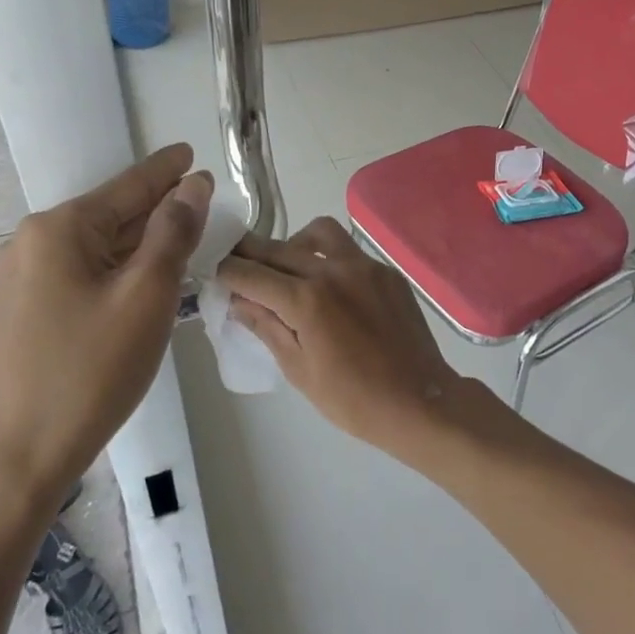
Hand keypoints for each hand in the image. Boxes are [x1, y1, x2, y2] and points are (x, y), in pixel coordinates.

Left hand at [0, 144, 211, 514]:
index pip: (127, 188)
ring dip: (139, 242)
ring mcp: (21, 279)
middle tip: (199, 199)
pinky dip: (117, 269)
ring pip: (96, 247)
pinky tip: (142, 276)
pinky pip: (80, 273)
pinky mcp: (23, 311)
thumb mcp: (146, 296)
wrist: (19, 459)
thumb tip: (192, 187)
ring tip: (181, 233)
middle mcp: (32, 243)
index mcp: (59, 230)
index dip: (165, 171)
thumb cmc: (91, 372)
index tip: (190, 153)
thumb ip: (172, 234)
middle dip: (157, 208)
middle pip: (110, 215)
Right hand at [217, 217, 473, 458]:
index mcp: (307, 299)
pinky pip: (349, 250)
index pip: (252, 273)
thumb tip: (239, 302)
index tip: (215, 270)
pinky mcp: (386, 271)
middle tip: (237, 262)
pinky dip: (329, 257)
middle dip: (251, 253)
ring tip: (289, 268)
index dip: (227, 271)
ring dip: (294, 243)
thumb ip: (267, 327)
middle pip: (279, 248)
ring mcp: (365, 266)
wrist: (420, 401)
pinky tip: (329, 286)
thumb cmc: (354, 400)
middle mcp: (334, 270)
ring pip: (319, 232)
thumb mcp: (299, 370)